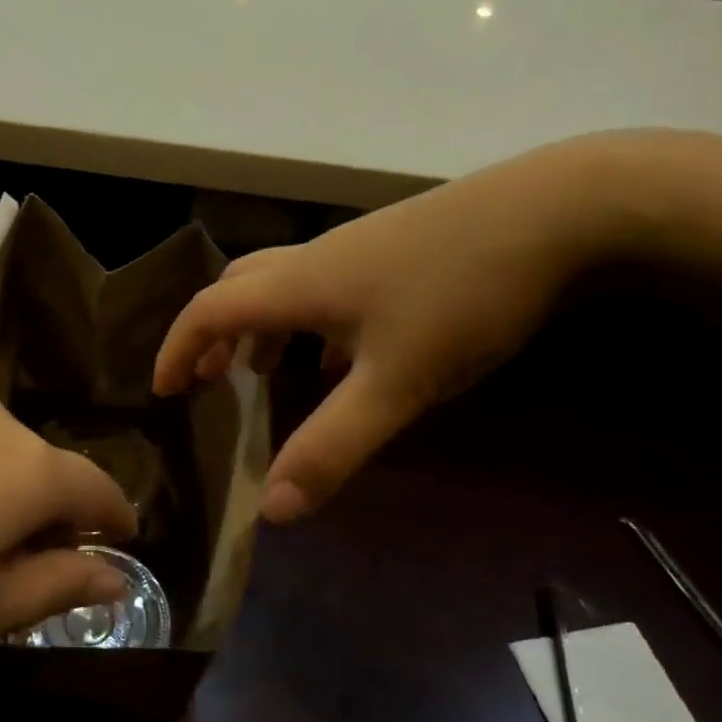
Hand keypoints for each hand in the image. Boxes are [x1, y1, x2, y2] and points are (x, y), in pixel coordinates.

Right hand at [155, 138, 632, 521]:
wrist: (557, 212)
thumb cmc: (460, 296)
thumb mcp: (396, 384)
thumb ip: (332, 445)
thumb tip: (271, 509)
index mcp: (298, 284)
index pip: (210, 309)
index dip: (177, 348)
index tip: (164, 391)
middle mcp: (317, 259)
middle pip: (239, 289)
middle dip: (212, 335)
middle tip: (205, 380)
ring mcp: (360, 249)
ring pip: (285, 287)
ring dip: (260, 328)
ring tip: (262, 372)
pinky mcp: (398, 249)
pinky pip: (328, 288)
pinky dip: (310, 322)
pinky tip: (342, 352)